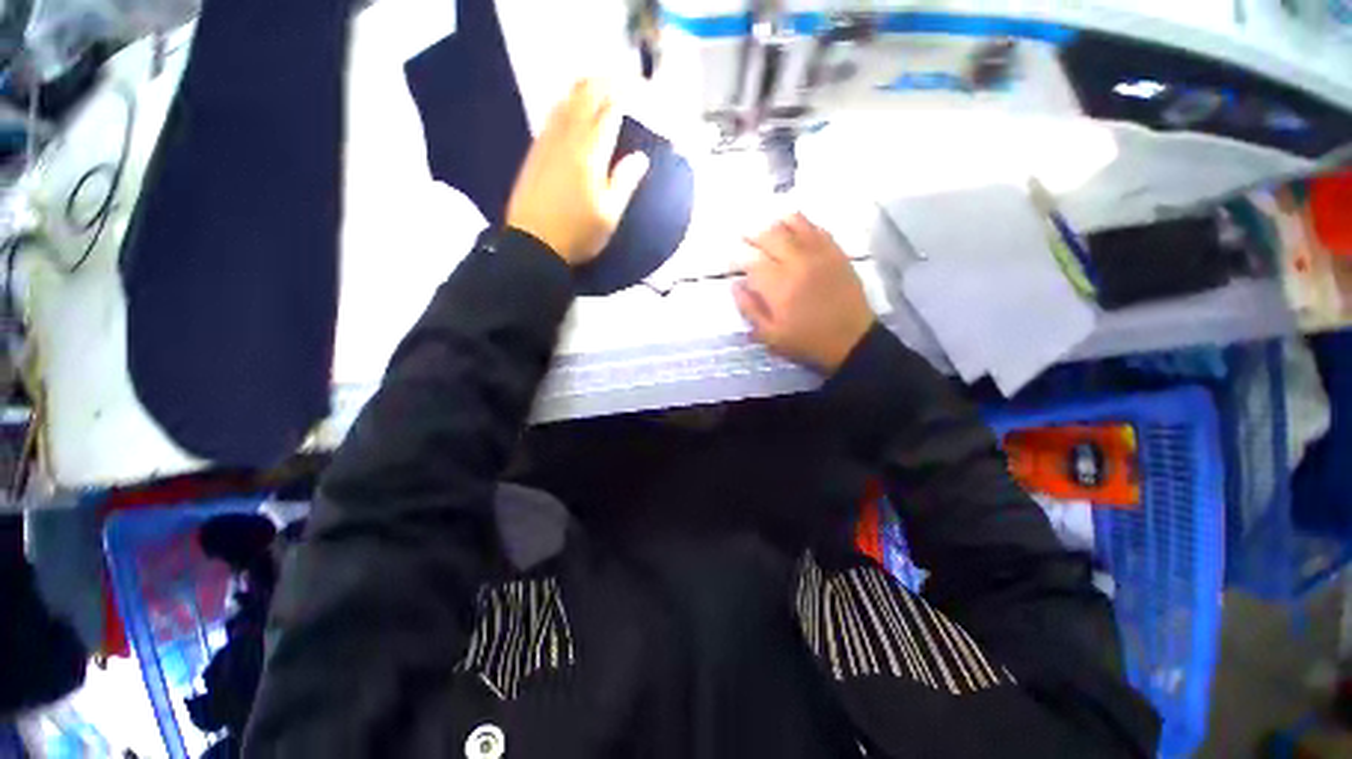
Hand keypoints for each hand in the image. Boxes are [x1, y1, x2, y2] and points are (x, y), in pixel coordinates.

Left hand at [505, 79, 650, 264]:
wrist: (533, 244)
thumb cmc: (577, 234)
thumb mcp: (609, 215)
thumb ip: (624, 182)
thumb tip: (640, 157)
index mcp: (590, 152)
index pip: (610, 110)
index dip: (625, 94)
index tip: (640, 89)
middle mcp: (567, 137)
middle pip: (585, 96)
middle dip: (605, 83)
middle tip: (623, 82)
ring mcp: (547, 141)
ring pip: (566, 100)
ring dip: (585, 88)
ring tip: (600, 87)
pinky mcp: (535, 150)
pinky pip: (552, 114)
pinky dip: (567, 103)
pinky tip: (572, 108)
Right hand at [735, 214, 875, 373]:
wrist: (851, 341)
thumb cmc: (806, 341)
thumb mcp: (770, 336)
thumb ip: (749, 309)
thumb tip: (735, 285)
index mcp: (778, 285)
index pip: (751, 260)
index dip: (738, 257)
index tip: (732, 261)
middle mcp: (797, 262)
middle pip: (770, 236)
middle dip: (753, 235)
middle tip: (744, 238)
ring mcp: (819, 254)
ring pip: (794, 224)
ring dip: (776, 225)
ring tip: (768, 230)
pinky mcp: (836, 252)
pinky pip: (817, 228)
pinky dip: (802, 224)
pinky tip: (794, 229)